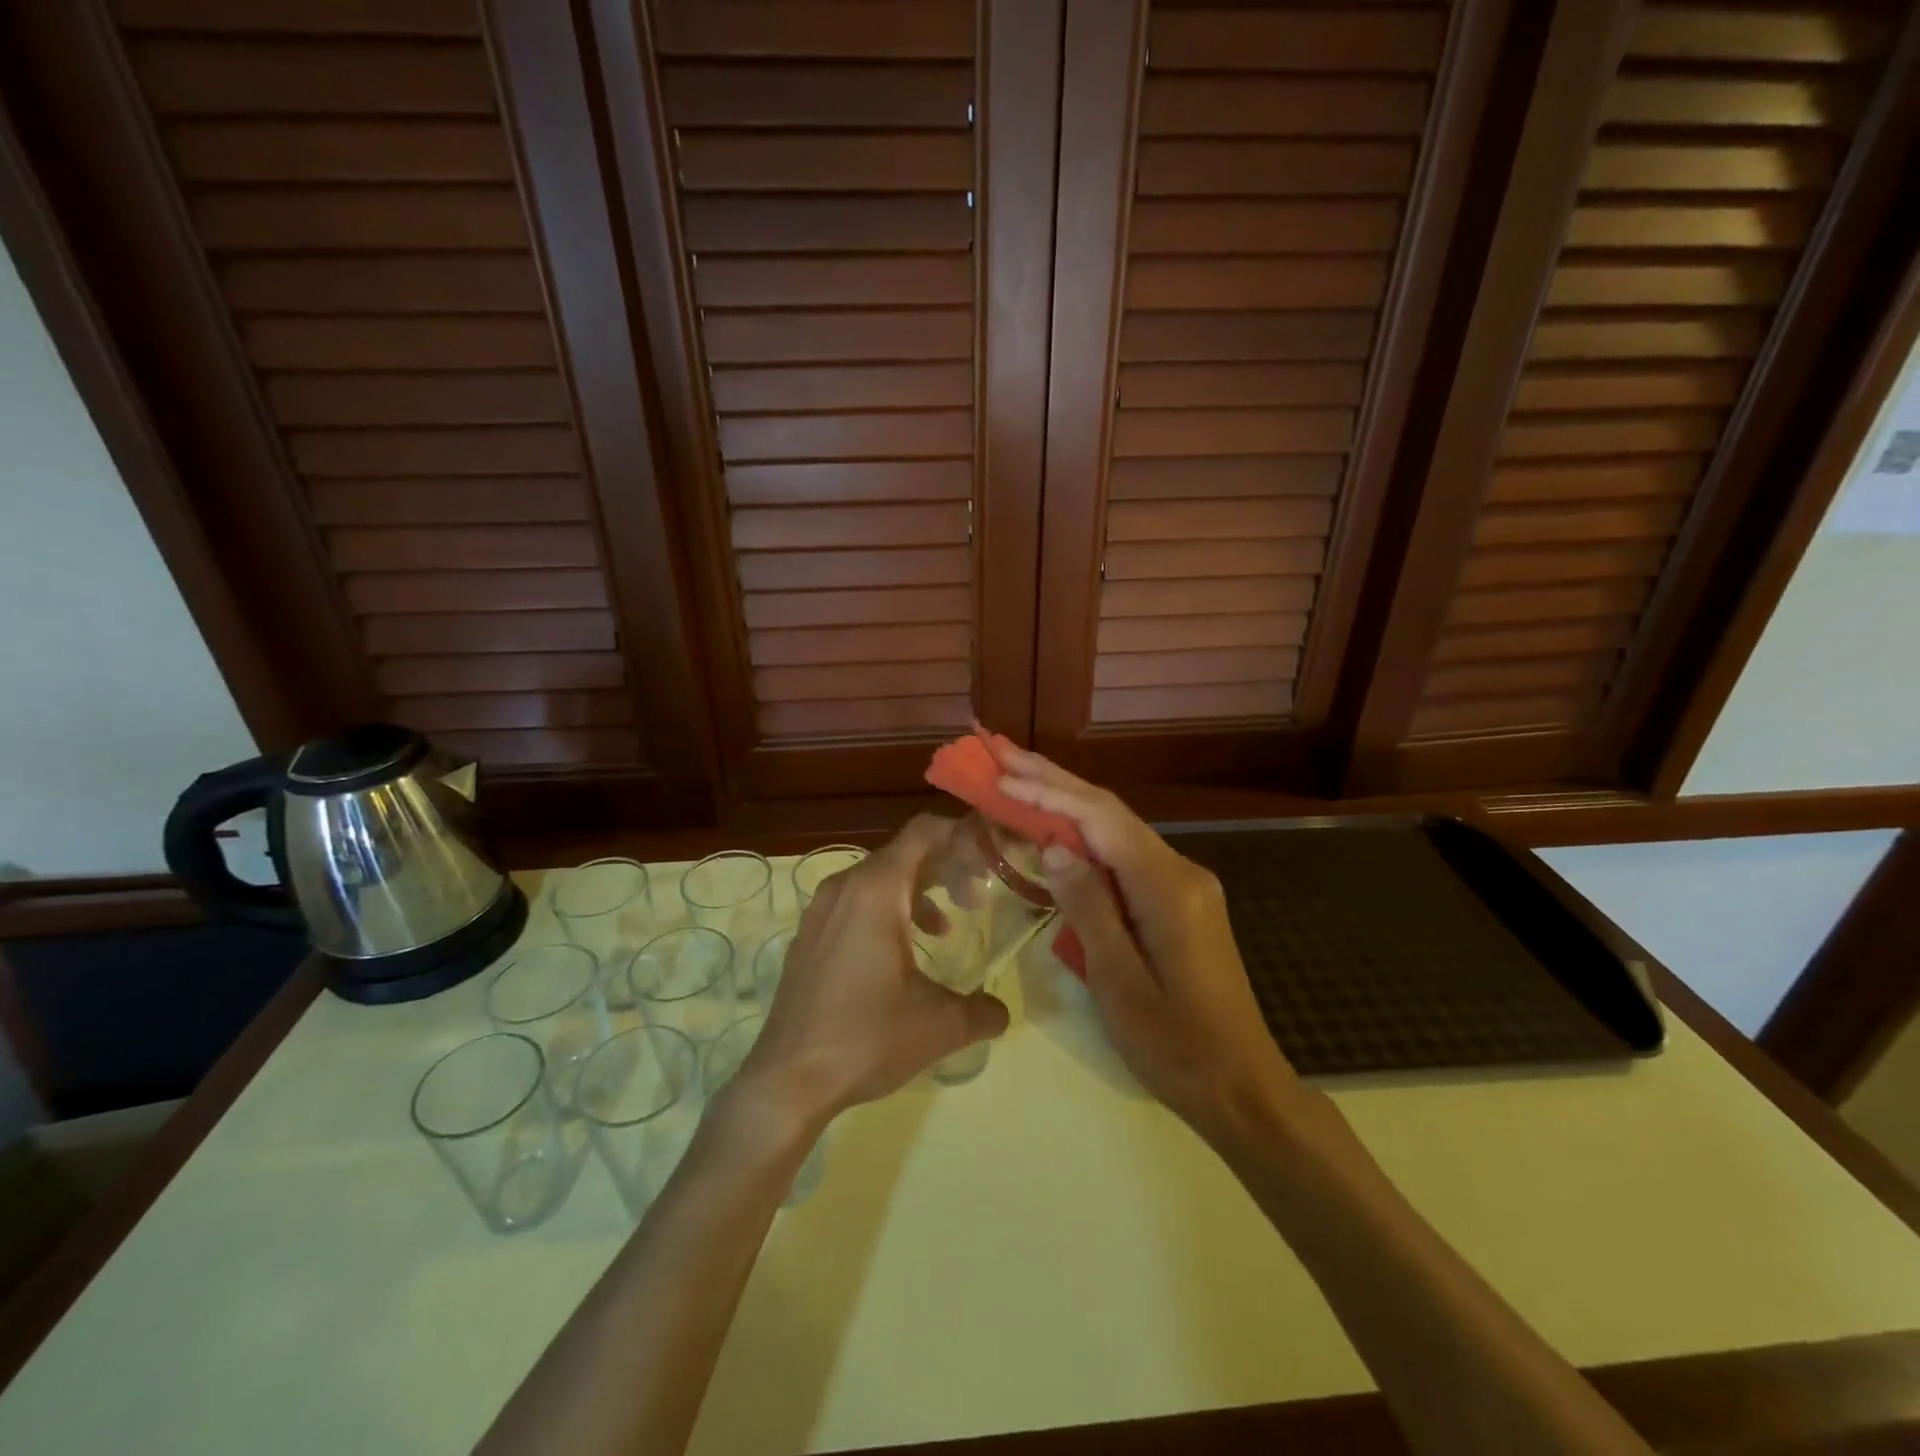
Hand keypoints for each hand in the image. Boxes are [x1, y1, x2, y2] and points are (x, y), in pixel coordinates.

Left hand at [737, 816, 1009, 1123]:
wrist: (786, 1080)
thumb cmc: (865, 1038)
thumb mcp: (939, 1025)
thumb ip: (982, 1010)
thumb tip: (1002, 1010)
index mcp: (876, 890)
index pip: (924, 831)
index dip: (961, 836)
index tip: (989, 861)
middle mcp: (845, 887)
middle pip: (903, 853)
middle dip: (945, 868)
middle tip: (976, 899)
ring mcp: (820, 910)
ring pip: (878, 879)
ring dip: (917, 892)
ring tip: (944, 928)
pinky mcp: (809, 935)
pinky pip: (855, 902)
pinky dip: (887, 910)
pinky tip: (902, 953)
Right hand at [997, 748, 1306, 1139]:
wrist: (1244, 1088)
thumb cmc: (1177, 1047)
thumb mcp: (1120, 984)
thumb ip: (1088, 909)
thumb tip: (1054, 846)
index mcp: (1168, 888)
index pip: (1101, 820)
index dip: (1049, 793)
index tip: (1001, 774)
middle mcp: (1181, 872)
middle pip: (1110, 813)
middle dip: (1055, 781)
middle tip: (1004, 754)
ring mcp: (1183, 885)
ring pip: (1117, 831)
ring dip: (1068, 804)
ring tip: (1019, 779)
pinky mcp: (1178, 902)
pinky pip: (1125, 857)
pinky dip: (1086, 837)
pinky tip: (1058, 830)